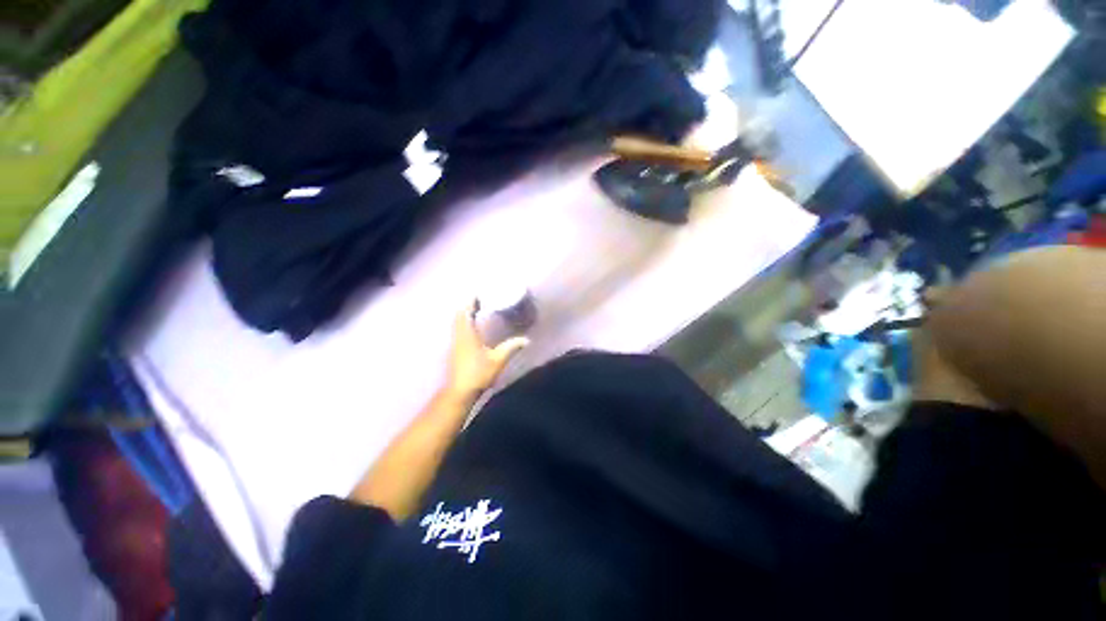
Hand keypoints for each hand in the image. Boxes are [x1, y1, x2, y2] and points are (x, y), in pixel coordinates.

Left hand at [444, 300, 528, 402]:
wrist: (460, 391)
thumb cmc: (478, 373)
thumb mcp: (498, 360)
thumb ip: (512, 347)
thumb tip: (527, 340)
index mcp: (467, 334)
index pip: (466, 312)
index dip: (470, 302)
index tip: (477, 294)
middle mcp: (459, 336)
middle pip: (459, 316)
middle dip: (467, 306)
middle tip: (479, 301)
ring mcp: (455, 343)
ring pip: (457, 323)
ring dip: (464, 315)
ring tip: (476, 311)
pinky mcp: (455, 351)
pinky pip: (458, 330)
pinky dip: (463, 324)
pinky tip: (473, 328)